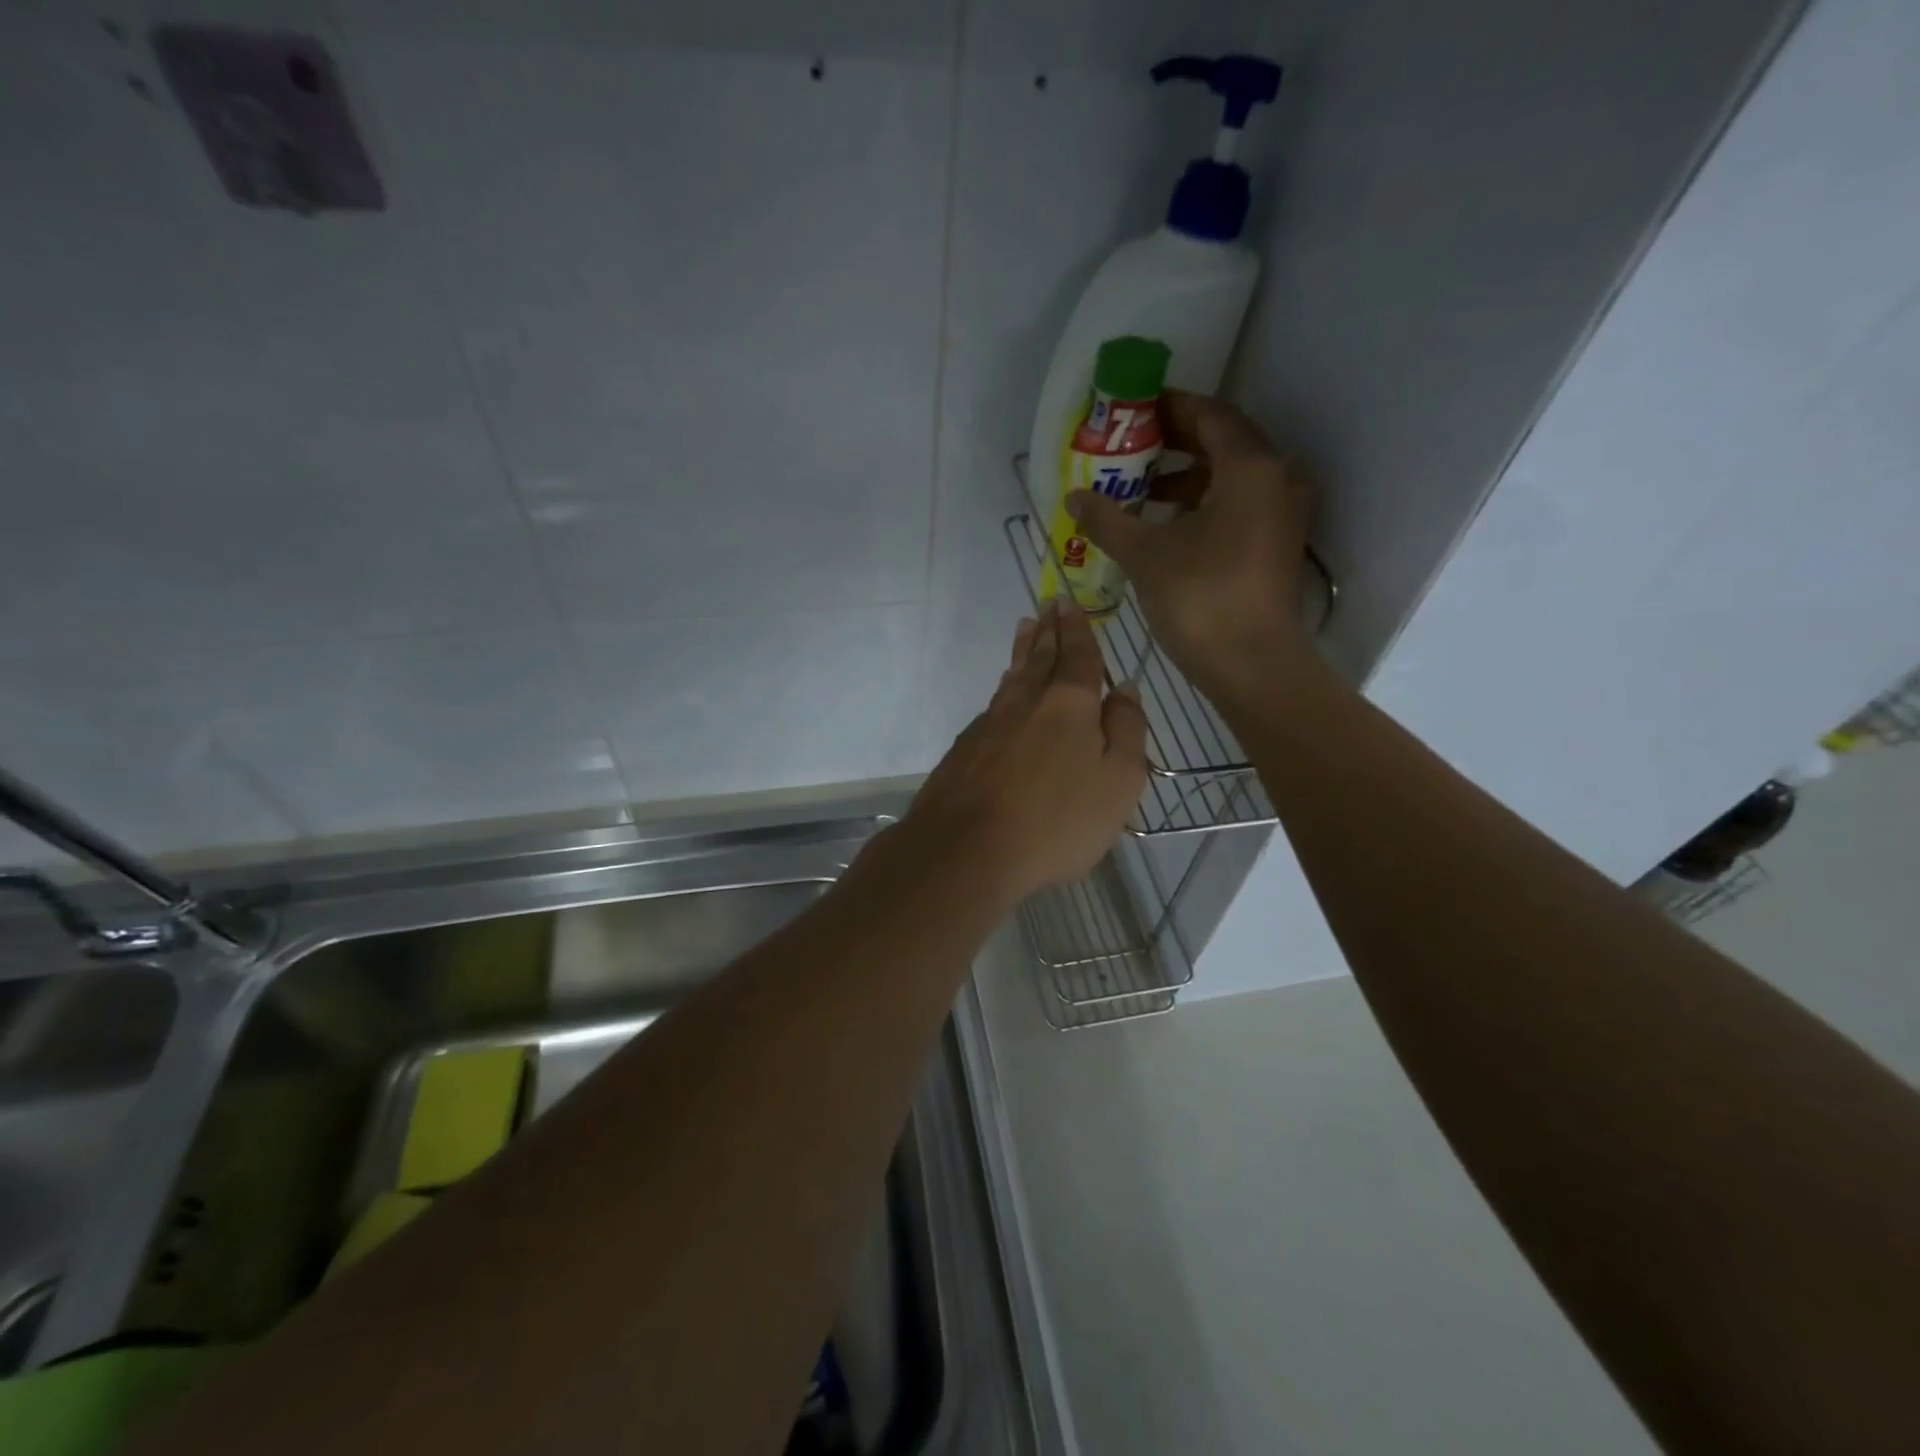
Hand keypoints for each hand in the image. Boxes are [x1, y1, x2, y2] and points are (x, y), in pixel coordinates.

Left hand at [904, 599, 1147, 904]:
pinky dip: (1005, 686)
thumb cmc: (1057, 820)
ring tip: (1025, 629)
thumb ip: (1127, 730)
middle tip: (1048, 605)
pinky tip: (1005, 690)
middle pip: (1040, 656)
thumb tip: (1125, 688)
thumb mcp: (1118, 781)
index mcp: (1070, 703)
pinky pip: (994, 703)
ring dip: (1022, 650)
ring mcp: (991, 723)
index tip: (1070, 603)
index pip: (1078, 655)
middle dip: (1048, 630)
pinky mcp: (966, 747)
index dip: (1078, 629)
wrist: (967, 849)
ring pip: (1013, 677)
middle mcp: (1027, 701)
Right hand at [1067, 388, 1314, 703]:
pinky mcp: (1276, 544)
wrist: (1253, 665)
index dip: (1168, 408)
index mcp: (1250, 467)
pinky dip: (1202, 505)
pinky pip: (1237, 506)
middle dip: (1174, 443)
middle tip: (1129, 447)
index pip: (1209, 415)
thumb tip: (1075, 497)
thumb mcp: (1145, 554)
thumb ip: (1108, 519)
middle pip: (1222, 443)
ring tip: (1138, 490)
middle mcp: (1276, 479)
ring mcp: (1282, 513)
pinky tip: (1165, 526)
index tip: (1131, 410)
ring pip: (1230, 478)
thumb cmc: (1201, 599)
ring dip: (1186, 478)